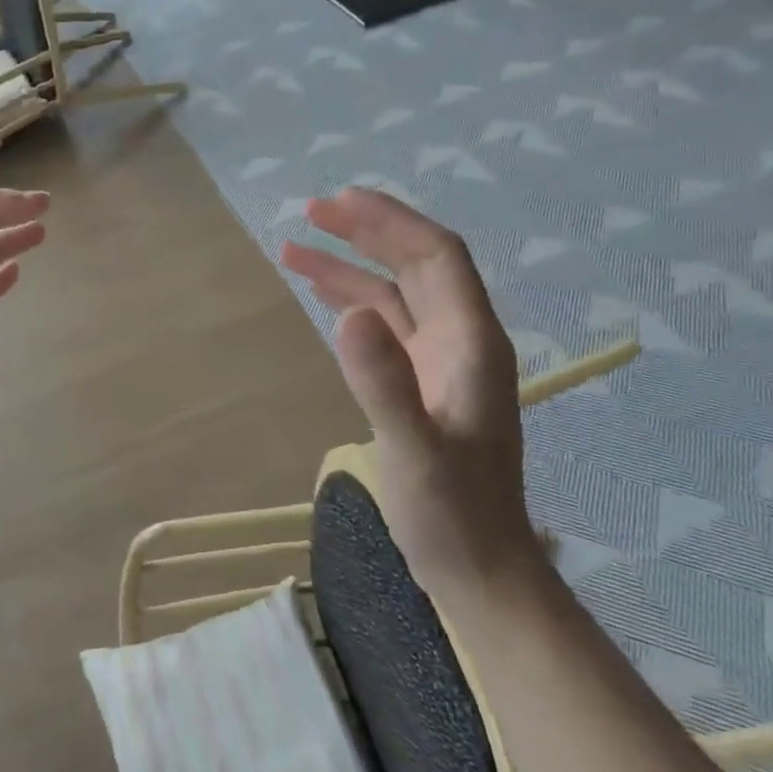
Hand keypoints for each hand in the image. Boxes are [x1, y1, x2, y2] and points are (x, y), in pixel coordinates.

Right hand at [281, 189, 538, 605]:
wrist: (477, 569)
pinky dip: (351, 303)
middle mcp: (459, 341)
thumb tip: (347, 313)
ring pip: (393, 295)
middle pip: (415, 266)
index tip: (341, 201)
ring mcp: (438, 363)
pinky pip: (384, 327)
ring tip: (295, 247)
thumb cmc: (452, 515)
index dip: (391, 223)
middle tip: (311, 211)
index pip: (436, 258)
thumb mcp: (414, 452)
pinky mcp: (418, 385)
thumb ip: (384, 383)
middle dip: (366, 232)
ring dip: (349, 267)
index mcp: (471, 344)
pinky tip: (322, 297)